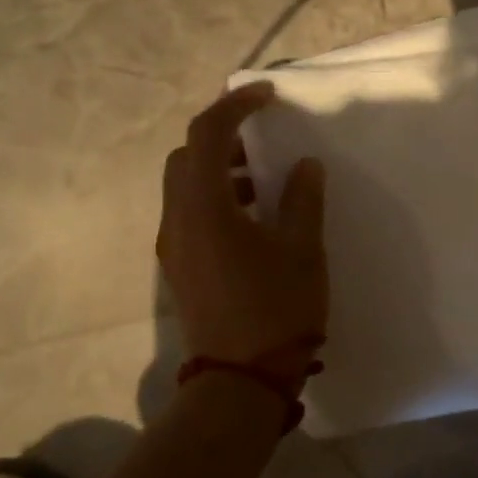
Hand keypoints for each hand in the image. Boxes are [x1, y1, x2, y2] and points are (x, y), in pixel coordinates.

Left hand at [156, 82, 327, 377]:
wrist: (241, 381)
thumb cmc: (276, 309)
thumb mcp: (302, 249)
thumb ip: (302, 199)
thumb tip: (304, 165)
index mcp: (204, 207)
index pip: (208, 135)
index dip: (235, 106)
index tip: (268, 96)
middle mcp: (178, 220)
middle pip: (187, 157)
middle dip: (221, 136)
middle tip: (262, 135)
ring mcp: (174, 247)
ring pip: (186, 186)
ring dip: (219, 169)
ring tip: (263, 179)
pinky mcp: (181, 268)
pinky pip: (191, 214)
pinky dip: (217, 198)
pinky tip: (254, 219)